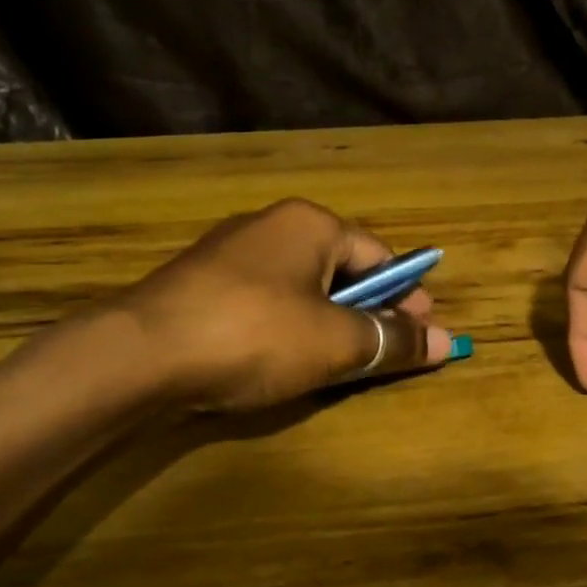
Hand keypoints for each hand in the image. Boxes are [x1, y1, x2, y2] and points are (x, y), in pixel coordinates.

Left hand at [116, 199, 456, 411]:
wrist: (140, 354)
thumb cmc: (255, 334)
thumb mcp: (335, 342)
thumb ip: (391, 340)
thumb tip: (446, 342)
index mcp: (310, 224)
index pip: (378, 256)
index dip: (406, 295)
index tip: (424, 332)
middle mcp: (271, 227)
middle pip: (340, 269)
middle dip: (368, 311)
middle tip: (386, 351)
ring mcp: (229, 254)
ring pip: (301, 288)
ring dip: (329, 322)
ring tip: (341, 362)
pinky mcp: (201, 286)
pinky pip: (265, 302)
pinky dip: (288, 328)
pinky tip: (285, 359)